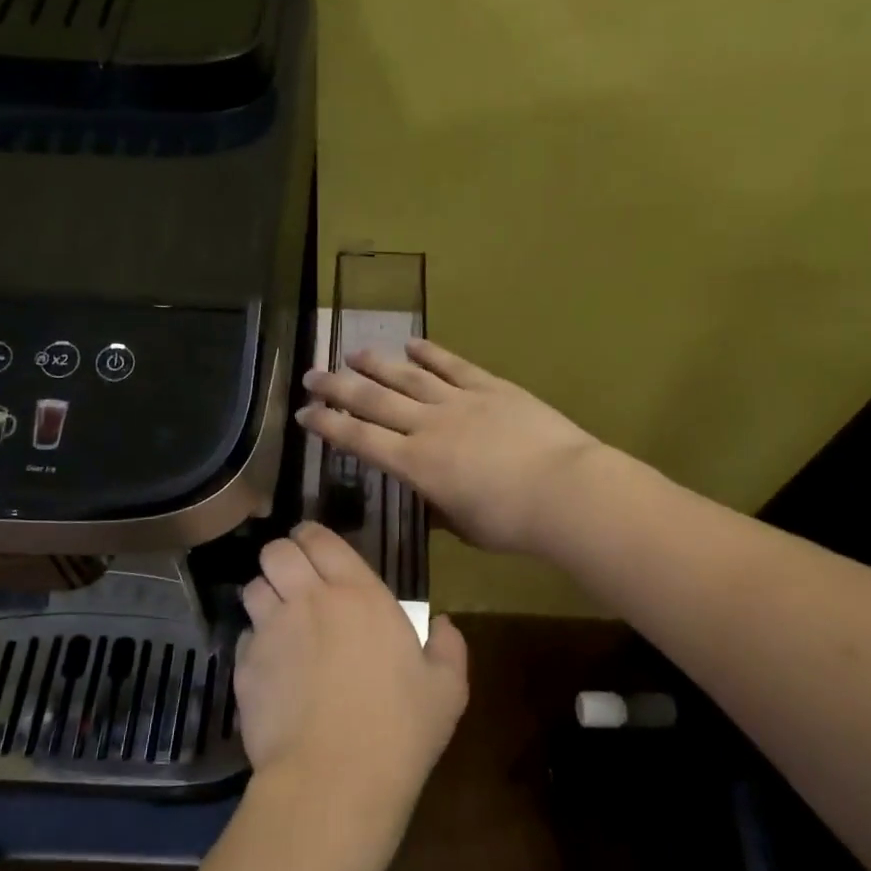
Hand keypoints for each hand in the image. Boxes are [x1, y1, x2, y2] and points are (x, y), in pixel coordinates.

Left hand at [235, 523, 468, 822]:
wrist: (334, 780)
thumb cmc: (398, 729)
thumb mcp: (447, 690)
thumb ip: (449, 647)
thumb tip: (443, 624)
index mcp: (358, 594)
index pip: (320, 538)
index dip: (312, 537)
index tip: (315, 548)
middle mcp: (309, 600)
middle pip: (276, 551)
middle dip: (282, 557)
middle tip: (296, 579)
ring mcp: (272, 632)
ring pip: (252, 588)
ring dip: (265, 595)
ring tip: (279, 618)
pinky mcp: (245, 667)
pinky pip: (244, 636)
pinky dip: (255, 642)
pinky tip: (272, 666)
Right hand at [298, 338, 603, 554]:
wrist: (565, 491)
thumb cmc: (512, 523)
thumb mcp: (463, 526)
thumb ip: (438, 508)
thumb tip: (426, 497)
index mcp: (416, 465)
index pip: (360, 440)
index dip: (328, 425)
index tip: (304, 414)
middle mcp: (428, 426)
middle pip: (373, 401)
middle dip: (338, 388)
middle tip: (312, 375)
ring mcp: (459, 401)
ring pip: (407, 376)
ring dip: (376, 363)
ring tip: (352, 352)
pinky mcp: (491, 387)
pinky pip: (453, 365)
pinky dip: (431, 352)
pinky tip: (412, 343)